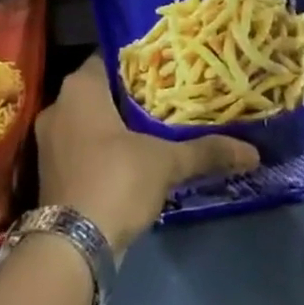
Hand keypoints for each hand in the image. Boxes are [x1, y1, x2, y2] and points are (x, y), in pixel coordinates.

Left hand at [36, 58, 258, 253]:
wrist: (71, 247)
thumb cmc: (115, 180)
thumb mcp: (165, 162)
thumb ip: (205, 151)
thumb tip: (252, 152)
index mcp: (80, 87)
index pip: (111, 57)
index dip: (140, 61)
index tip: (168, 67)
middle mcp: (59, 105)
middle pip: (103, 90)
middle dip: (133, 96)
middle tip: (170, 97)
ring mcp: (51, 141)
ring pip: (92, 121)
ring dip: (119, 126)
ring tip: (158, 127)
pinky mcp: (52, 172)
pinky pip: (84, 147)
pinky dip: (106, 150)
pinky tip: (136, 159)